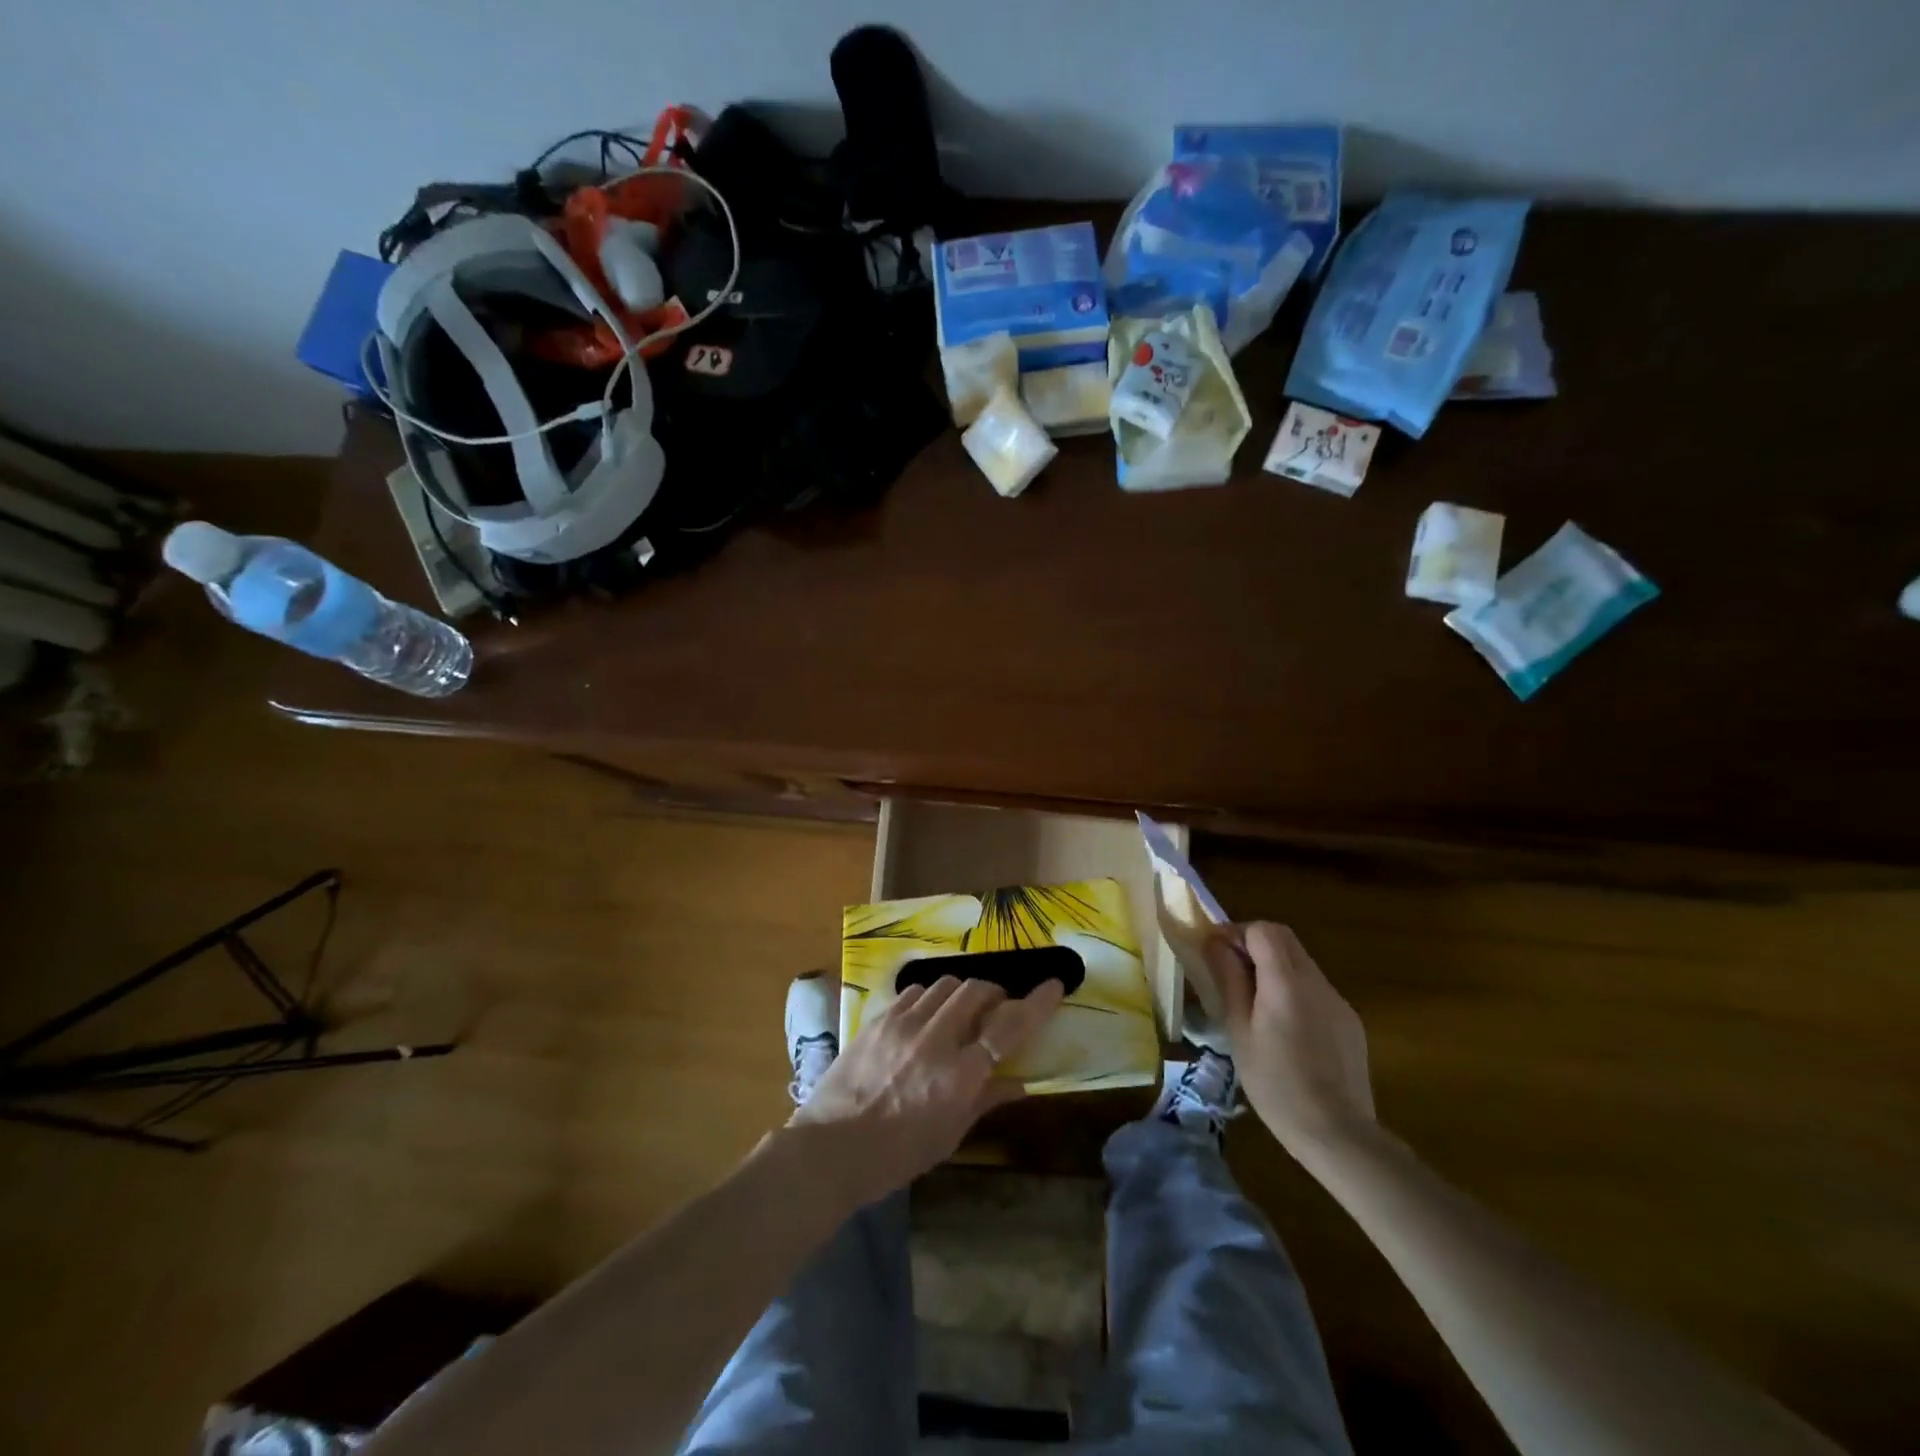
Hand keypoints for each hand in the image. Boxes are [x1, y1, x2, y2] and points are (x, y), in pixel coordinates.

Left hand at [790, 975, 1065, 1207]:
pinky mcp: (879, 1019)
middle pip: (976, 992)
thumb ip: (986, 1101)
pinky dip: (930, 998)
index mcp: (959, 1076)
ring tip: (961, 1011)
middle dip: (994, 993)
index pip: (1008, 1028)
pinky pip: (914, 992)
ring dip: (962, 993)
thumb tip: (1020, 1083)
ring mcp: (903, 1023)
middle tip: (997, 1007)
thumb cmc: (897, 1154)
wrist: (831, 1148)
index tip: (1053, 986)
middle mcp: (935, 1039)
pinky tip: (926, 1016)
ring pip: (945, 985)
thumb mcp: (949, 1135)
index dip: (1035, 1004)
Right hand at [1205, 922, 1377, 1157]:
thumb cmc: (1276, 1084)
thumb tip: (1215, 944)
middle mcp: (1316, 981)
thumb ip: (1229, 980)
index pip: (1262, 930)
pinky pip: (1316, 990)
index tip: (1216, 953)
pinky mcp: (1349, 1021)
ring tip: (1253, 1003)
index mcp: (1285, 981)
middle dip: (1254, 944)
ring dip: (1274, 967)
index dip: (1236, 934)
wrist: (1337, 1133)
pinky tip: (1285, 1029)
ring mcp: (1337, 1000)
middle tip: (1230, 971)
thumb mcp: (1239, 1031)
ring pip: (1301, 963)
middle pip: (1284, 939)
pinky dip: (1294, 991)